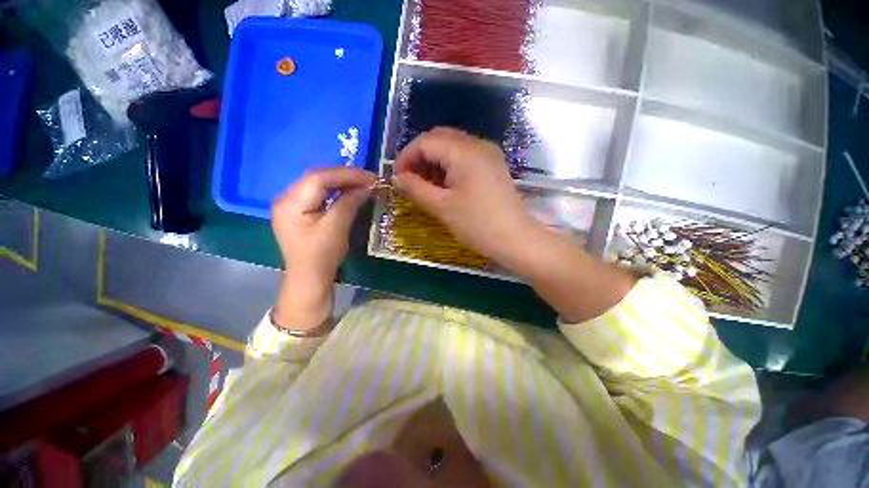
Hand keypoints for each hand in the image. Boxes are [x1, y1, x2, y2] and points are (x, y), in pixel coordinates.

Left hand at [271, 167, 375, 331]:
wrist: (309, 278)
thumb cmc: (321, 256)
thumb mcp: (337, 228)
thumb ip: (349, 203)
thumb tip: (367, 186)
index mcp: (290, 203)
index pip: (319, 178)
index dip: (347, 174)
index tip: (371, 177)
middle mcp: (286, 198)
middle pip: (317, 178)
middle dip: (345, 176)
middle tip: (369, 180)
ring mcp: (290, 204)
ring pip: (318, 184)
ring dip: (341, 182)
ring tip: (362, 184)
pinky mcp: (298, 210)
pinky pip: (318, 193)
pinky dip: (335, 191)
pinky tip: (348, 192)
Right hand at [393, 128, 542, 272]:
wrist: (516, 239)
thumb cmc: (477, 224)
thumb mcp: (441, 207)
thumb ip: (415, 189)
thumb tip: (398, 178)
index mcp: (464, 151)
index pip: (425, 141)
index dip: (406, 157)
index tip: (397, 178)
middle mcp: (478, 144)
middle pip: (439, 138)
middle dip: (420, 156)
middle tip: (410, 180)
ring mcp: (488, 154)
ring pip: (452, 146)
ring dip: (434, 161)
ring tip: (426, 185)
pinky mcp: (493, 166)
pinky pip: (465, 156)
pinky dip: (449, 165)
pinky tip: (445, 184)